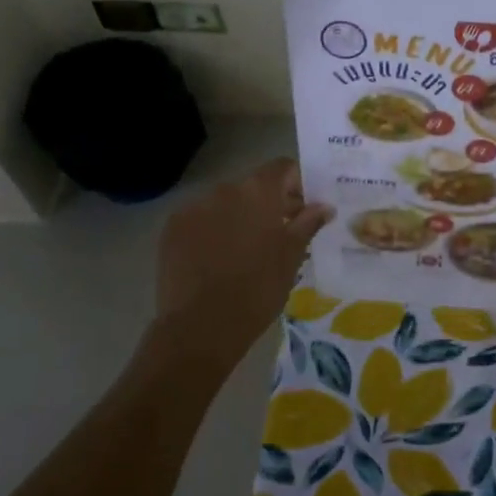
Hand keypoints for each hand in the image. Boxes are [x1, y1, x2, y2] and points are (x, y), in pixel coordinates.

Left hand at [153, 158, 332, 364]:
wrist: (201, 326)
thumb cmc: (258, 289)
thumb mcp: (291, 257)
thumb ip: (308, 224)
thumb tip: (324, 206)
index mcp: (257, 192)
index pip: (282, 168)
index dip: (298, 183)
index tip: (305, 208)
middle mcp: (223, 190)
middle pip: (253, 186)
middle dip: (270, 203)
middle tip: (284, 233)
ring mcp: (193, 208)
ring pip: (225, 204)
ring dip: (241, 217)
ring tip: (249, 251)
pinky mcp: (172, 230)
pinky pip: (201, 220)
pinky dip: (214, 231)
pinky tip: (220, 259)